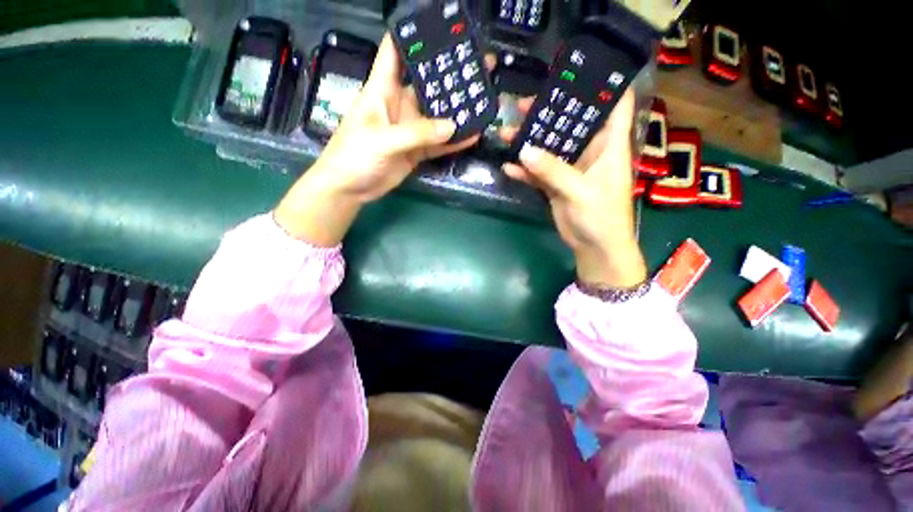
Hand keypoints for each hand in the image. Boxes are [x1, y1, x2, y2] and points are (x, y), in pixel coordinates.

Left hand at [275, 34, 479, 245]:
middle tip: (478, 68)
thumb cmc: (355, 155)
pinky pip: (439, 144)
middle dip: (449, 77)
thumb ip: (417, 133)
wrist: (351, 189)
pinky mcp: (416, 151)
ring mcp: (410, 130)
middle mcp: (399, 105)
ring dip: (457, 111)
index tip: (441, 31)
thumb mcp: (383, 139)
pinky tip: (472, 135)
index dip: (414, 38)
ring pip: (437, 117)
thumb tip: (452, 125)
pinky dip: (454, 142)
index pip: (395, 52)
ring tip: (482, 100)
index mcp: (382, 90)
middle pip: (426, 85)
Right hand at [501, 90, 646, 287]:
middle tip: (522, 104)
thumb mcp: (580, 190)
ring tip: (506, 132)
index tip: (575, 72)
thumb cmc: (600, 216)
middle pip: (570, 124)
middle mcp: (590, 152)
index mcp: (608, 145)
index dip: (600, 86)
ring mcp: (570, 169)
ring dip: (529, 142)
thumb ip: (553, 170)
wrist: (593, 247)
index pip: (612, 105)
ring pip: (549, 148)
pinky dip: (524, 170)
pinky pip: (538, 172)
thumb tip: (524, 150)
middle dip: (549, 113)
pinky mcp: (556, 185)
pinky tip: (508, 166)